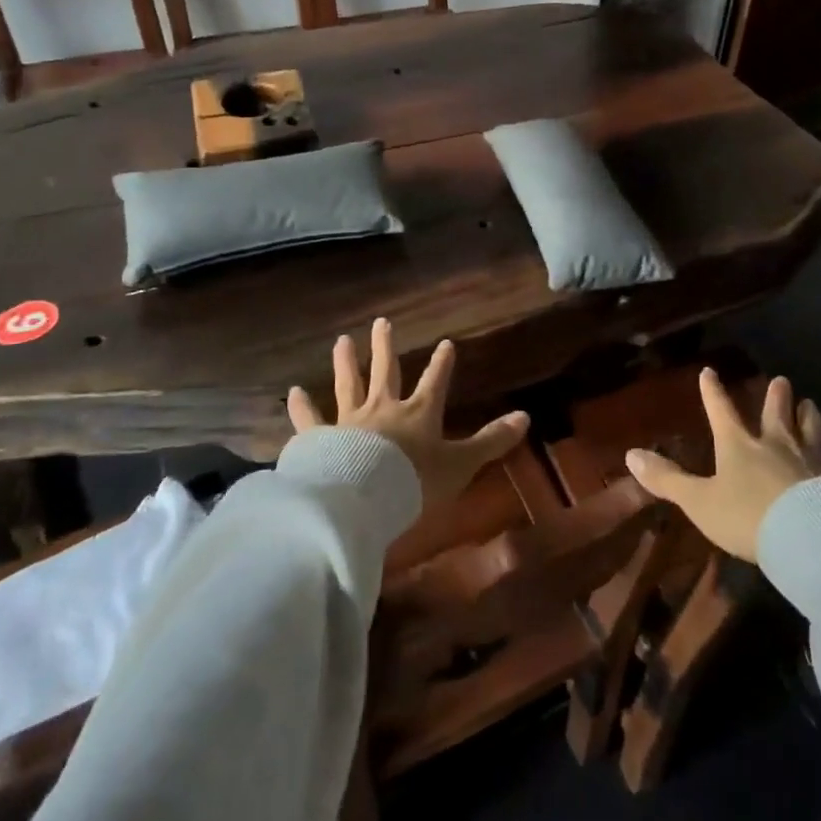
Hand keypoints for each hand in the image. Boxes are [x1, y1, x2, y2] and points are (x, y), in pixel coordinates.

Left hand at [287, 317, 528, 509]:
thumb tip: (526, 417)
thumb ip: (491, 442)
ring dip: (346, 363)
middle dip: (386, 348)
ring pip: (348, 385)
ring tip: (342, 341)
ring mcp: (349, 422)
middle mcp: (384, 409)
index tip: (446, 343)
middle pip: (386, 372)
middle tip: (382, 322)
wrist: (363, 498)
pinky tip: (294, 393)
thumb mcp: (461, 464)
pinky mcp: (321, 440)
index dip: (442, 363)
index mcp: (418, 414)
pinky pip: (310, 421)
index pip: (434, 381)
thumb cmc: (415, 481)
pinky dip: (302, 408)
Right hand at [625, 370, 820, 561]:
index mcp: (739, 447)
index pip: (721, 412)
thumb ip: (666, 479)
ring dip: (811, 416)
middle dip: (776, 397)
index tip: (709, 372)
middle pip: (776, 415)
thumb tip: (630, 454)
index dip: (712, 392)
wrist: (807, 540)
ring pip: (813, 431)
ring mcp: (814, 461)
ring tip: (812, 402)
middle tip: (782, 380)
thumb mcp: (698, 502)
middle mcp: (777, 445)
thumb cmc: (747, 519)